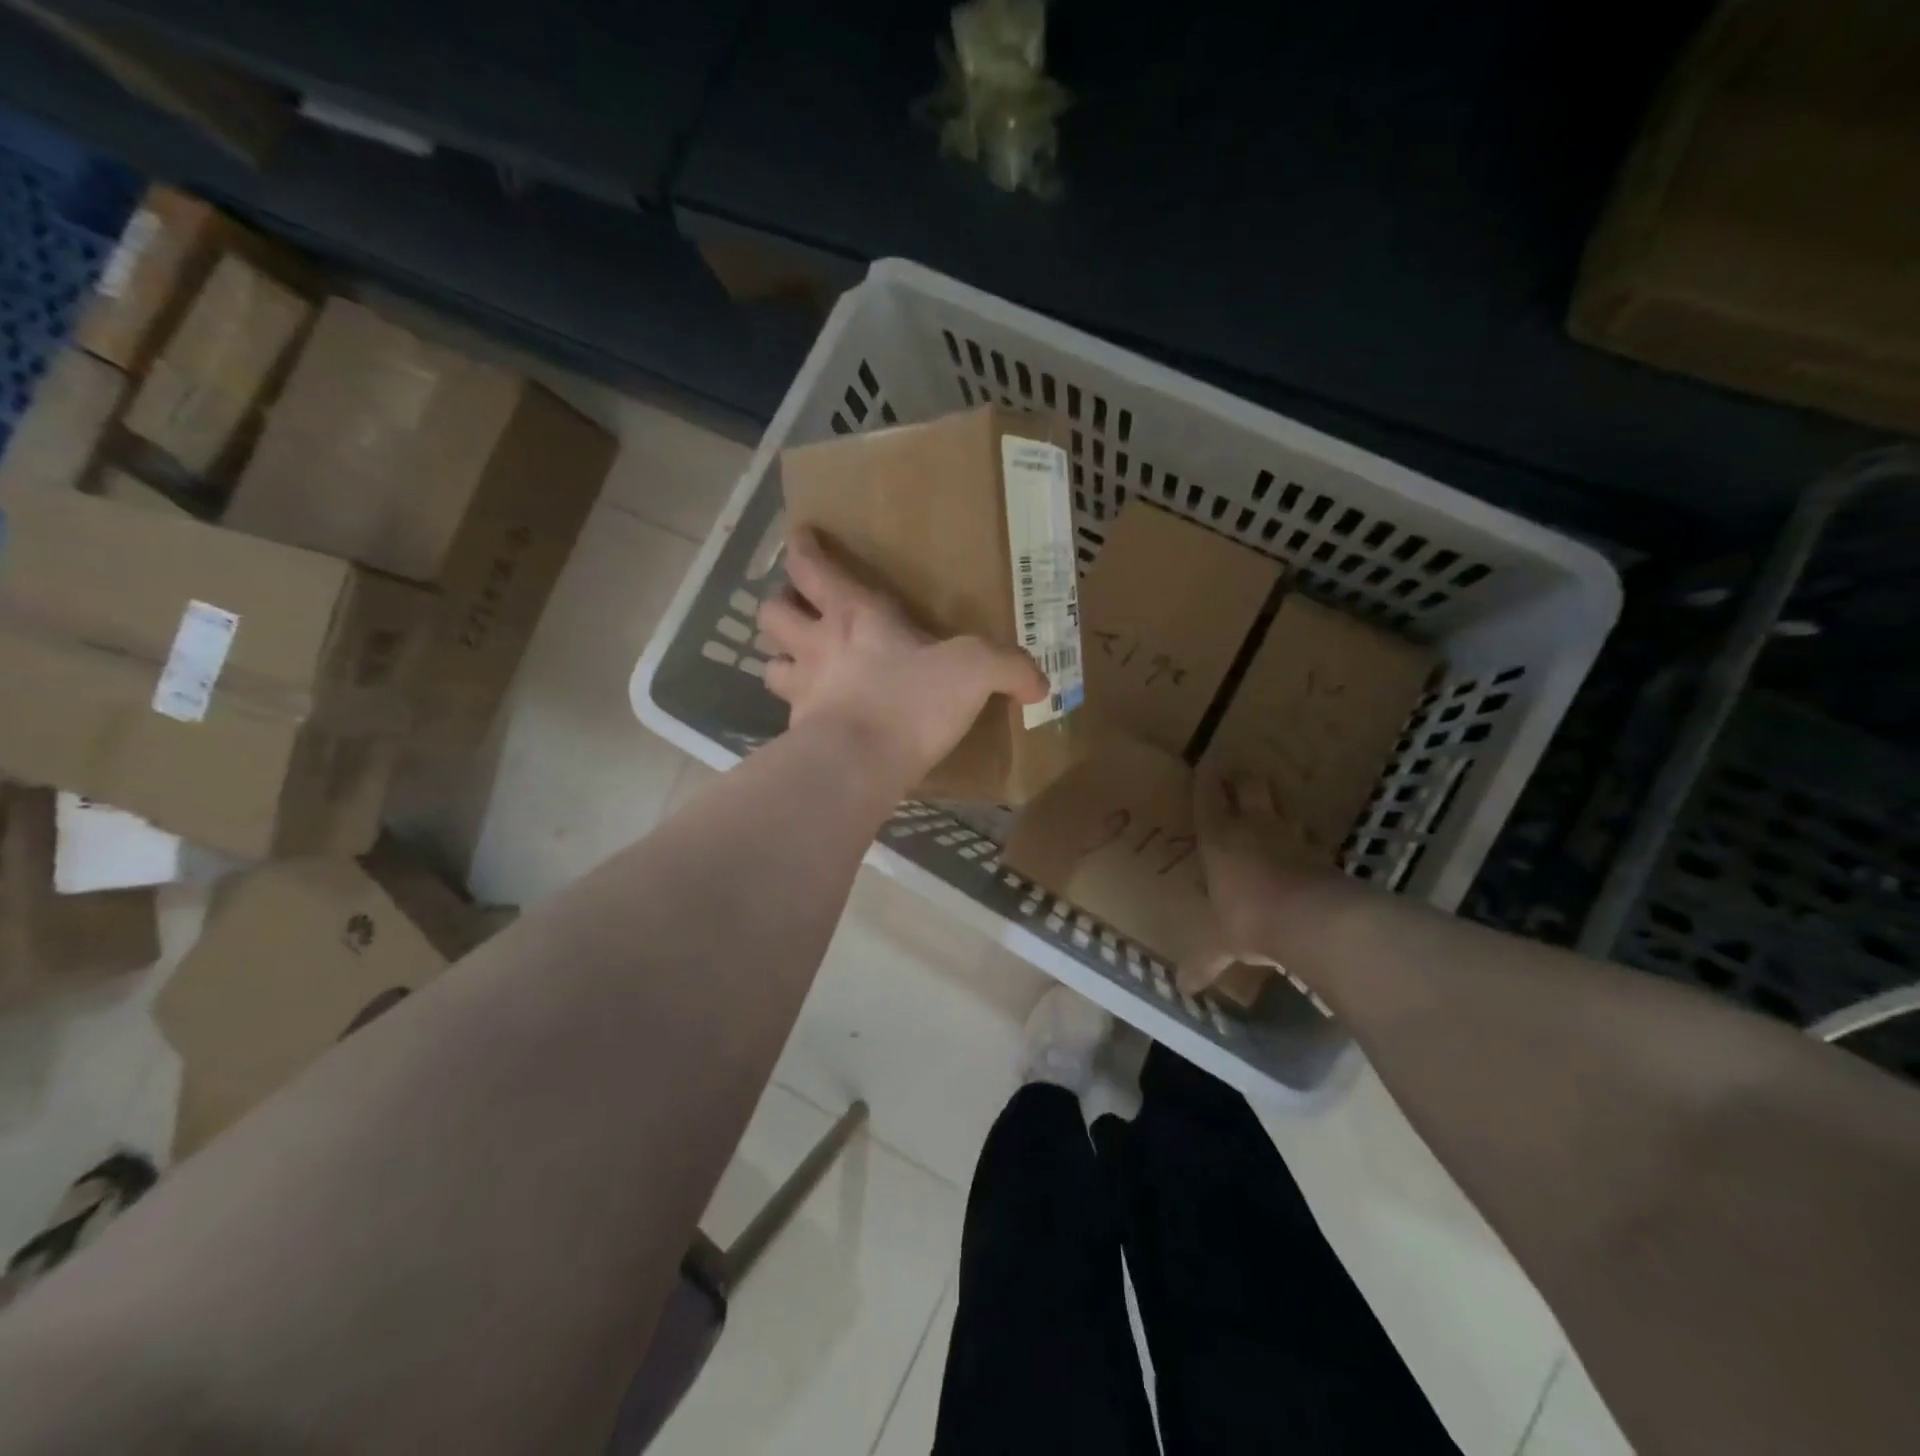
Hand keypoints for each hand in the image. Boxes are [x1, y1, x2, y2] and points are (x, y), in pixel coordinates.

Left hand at [757, 528, 1047, 783]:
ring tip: (800, 664)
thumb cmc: (910, 701)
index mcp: (855, 615)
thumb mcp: (974, 672)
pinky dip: (796, 712)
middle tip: (799, 610)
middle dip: (780, 604)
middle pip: (773, 611)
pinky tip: (815, 719)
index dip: (803, 548)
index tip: (800, 537)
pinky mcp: (798, 733)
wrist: (859, 765)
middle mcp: (818, 646)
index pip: (811, 567)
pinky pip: (787, 715)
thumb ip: (1009, 668)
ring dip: (780, 659)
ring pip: (768, 663)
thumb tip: (1040, 684)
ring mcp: (802, 691)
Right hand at [1186, 762, 1331, 977]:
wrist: (1314, 921)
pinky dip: (1301, 835)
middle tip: (1238, 777)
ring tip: (1270, 802)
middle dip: (1243, 778)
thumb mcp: (1222, 944)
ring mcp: (1291, 837)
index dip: (1206, 779)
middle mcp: (1254, 828)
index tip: (1207, 761)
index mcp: (1220, 839)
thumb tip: (1183, 990)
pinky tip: (1301, 843)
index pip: (1209, 798)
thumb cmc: (1251, 919)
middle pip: (1251, 786)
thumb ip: (1205, 961)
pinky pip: (1307, 835)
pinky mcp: (1320, 853)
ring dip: (1275, 800)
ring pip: (1283, 804)